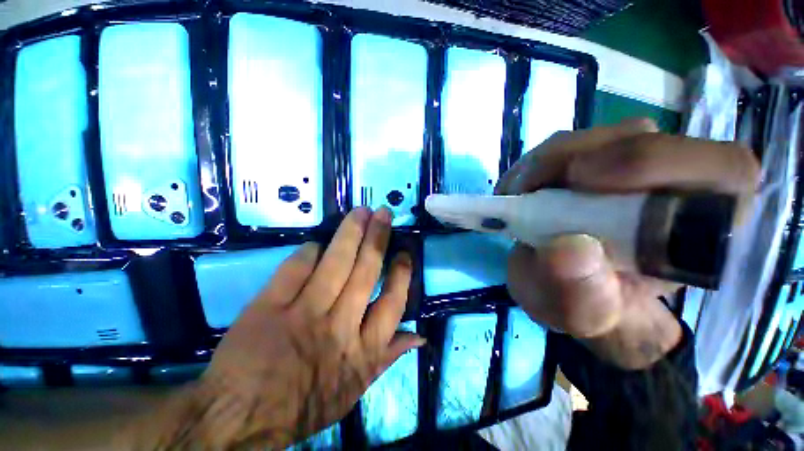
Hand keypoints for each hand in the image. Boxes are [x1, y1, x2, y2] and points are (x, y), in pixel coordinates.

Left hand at [121, 207, 422, 448]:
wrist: (239, 418)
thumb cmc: (305, 404)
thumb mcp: (356, 390)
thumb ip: (389, 357)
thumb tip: (420, 336)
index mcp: (362, 350)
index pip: (392, 302)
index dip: (401, 272)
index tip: (404, 252)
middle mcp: (338, 326)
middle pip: (365, 272)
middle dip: (378, 238)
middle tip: (384, 213)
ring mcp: (302, 314)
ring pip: (335, 264)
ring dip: (350, 233)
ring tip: (361, 212)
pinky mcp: (268, 307)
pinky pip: (294, 269)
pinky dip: (308, 252)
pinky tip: (316, 243)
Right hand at [496, 119, 758, 368]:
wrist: (566, 290)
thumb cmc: (587, 307)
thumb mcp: (579, 314)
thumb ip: (581, 294)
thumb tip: (569, 248)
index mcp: (702, 232)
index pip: (721, 170)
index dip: (655, 161)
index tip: (579, 181)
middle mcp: (676, 187)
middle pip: (642, 139)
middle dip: (573, 158)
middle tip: (525, 190)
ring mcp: (632, 169)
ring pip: (596, 138)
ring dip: (545, 163)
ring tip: (516, 196)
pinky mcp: (593, 163)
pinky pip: (565, 147)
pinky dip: (533, 166)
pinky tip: (518, 191)